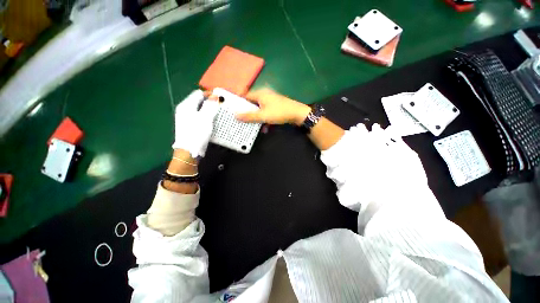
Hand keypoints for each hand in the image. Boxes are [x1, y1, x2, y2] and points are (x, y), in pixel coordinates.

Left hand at [172, 90, 219, 157]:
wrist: (189, 152)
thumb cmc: (197, 133)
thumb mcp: (205, 118)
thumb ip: (210, 106)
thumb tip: (215, 96)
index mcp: (186, 105)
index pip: (199, 93)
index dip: (210, 94)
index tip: (221, 98)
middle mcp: (185, 110)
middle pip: (199, 101)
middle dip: (211, 102)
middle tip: (221, 106)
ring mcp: (187, 118)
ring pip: (200, 109)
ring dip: (210, 110)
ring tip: (220, 113)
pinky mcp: (190, 126)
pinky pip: (200, 117)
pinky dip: (207, 116)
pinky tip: (213, 121)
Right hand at [235, 88, 310, 125]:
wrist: (297, 114)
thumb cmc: (279, 113)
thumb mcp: (263, 116)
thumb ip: (249, 116)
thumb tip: (235, 115)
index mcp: (260, 94)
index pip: (244, 96)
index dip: (238, 103)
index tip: (233, 111)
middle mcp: (264, 95)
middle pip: (251, 103)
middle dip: (248, 113)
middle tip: (242, 121)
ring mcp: (270, 100)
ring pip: (259, 109)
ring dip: (257, 118)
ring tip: (253, 127)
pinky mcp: (275, 106)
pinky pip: (265, 112)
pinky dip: (264, 118)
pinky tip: (265, 128)